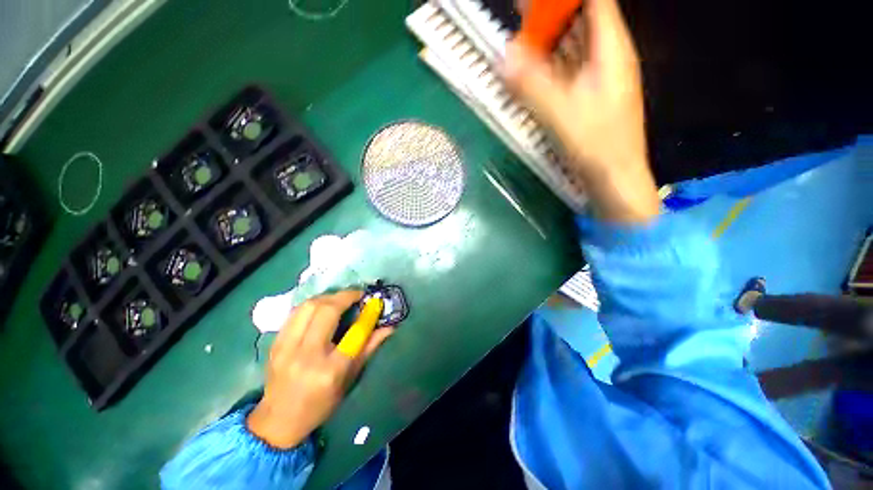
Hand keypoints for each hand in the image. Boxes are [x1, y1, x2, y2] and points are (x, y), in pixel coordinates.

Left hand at [247, 290, 393, 448]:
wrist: (278, 421)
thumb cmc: (321, 404)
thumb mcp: (350, 379)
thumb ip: (370, 348)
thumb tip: (390, 326)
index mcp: (330, 370)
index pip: (355, 332)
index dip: (368, 313)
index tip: (375, 302)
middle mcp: (307, 355)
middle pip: (327, 311)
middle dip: (346, 296)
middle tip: (357, 295)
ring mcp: (286, 347)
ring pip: (309, 306)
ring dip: (328, 297)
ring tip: (340, 298)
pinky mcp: (275, 343)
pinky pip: (295, 313)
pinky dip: (312, 304)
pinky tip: (321, 307)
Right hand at [504, 0, 659, 223]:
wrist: (614, 177)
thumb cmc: (597, 145)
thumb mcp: (562, 114)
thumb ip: (532, 85)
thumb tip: (503, 56)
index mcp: (611, 49)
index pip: (594, 1)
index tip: (534, 1)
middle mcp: (607, 55)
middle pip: (581, 17)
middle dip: (550, 10)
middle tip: (520, 9)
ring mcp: (598, 75)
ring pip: (573, 42)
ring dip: (548, 33)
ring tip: (522, 27)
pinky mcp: (587, 94)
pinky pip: (567, 67)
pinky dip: (549, 61)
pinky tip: (533, 63)